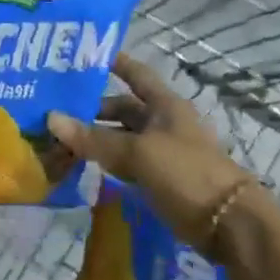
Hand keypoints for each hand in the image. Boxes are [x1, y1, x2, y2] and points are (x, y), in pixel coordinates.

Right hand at [48, 53, 272, 258]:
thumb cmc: (186, 173)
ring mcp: (162, 152)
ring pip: (121, 138)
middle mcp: (163, 123)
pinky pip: (125, 163)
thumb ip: (94, 138)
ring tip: (59, 138)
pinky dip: (105, 161)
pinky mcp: (160, 179)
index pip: (136, 74)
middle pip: (123, 109)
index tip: (86, 55)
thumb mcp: (136, 152)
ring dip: (95, 137)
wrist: (228, 224)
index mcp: (165, 106)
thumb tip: (51, 118)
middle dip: (93, 109)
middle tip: (55, 109)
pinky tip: (82, 164)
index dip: (115, 63)